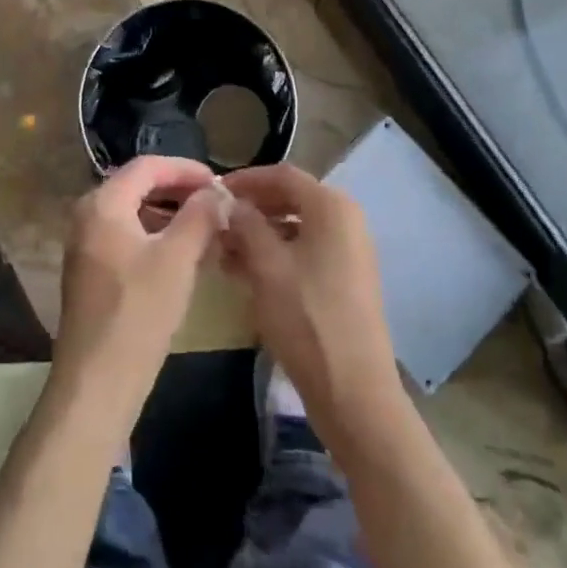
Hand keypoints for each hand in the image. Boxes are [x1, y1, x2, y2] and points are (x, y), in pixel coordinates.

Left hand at [52, 155, 224, 429]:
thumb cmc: (138, 313)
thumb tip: (217, 192)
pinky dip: (157, 237)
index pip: (147, 166)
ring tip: (207, 229)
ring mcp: (86, 245)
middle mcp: (88, 216)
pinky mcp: (91, 272)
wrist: (96, 384)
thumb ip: (200, 216)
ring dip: (171, 215)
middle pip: (139, 186)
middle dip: (179, 192)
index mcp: (103, 203)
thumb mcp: (178, 259)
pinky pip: (127, 237)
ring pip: (135, 214)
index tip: (219, 182)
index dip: (186, 169)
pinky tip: (185, 256)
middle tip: (216, 204)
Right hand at [220, 166, 402, 440]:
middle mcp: (346, 219)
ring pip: (295, 227)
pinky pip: (305, 251)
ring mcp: (349, 251)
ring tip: (222, 250)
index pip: (282, 175)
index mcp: (331, 206)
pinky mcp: (346, 279)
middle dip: (250, 209)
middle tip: (215, 222)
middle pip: (290, 199)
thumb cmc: (306, 318)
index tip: (212, 192)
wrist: (354, 392)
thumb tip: (229, 202)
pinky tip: (244, 272)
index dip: (245, 179)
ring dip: (259, 234)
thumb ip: (245, 224)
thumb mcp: (266, 265)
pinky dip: (276, 254)